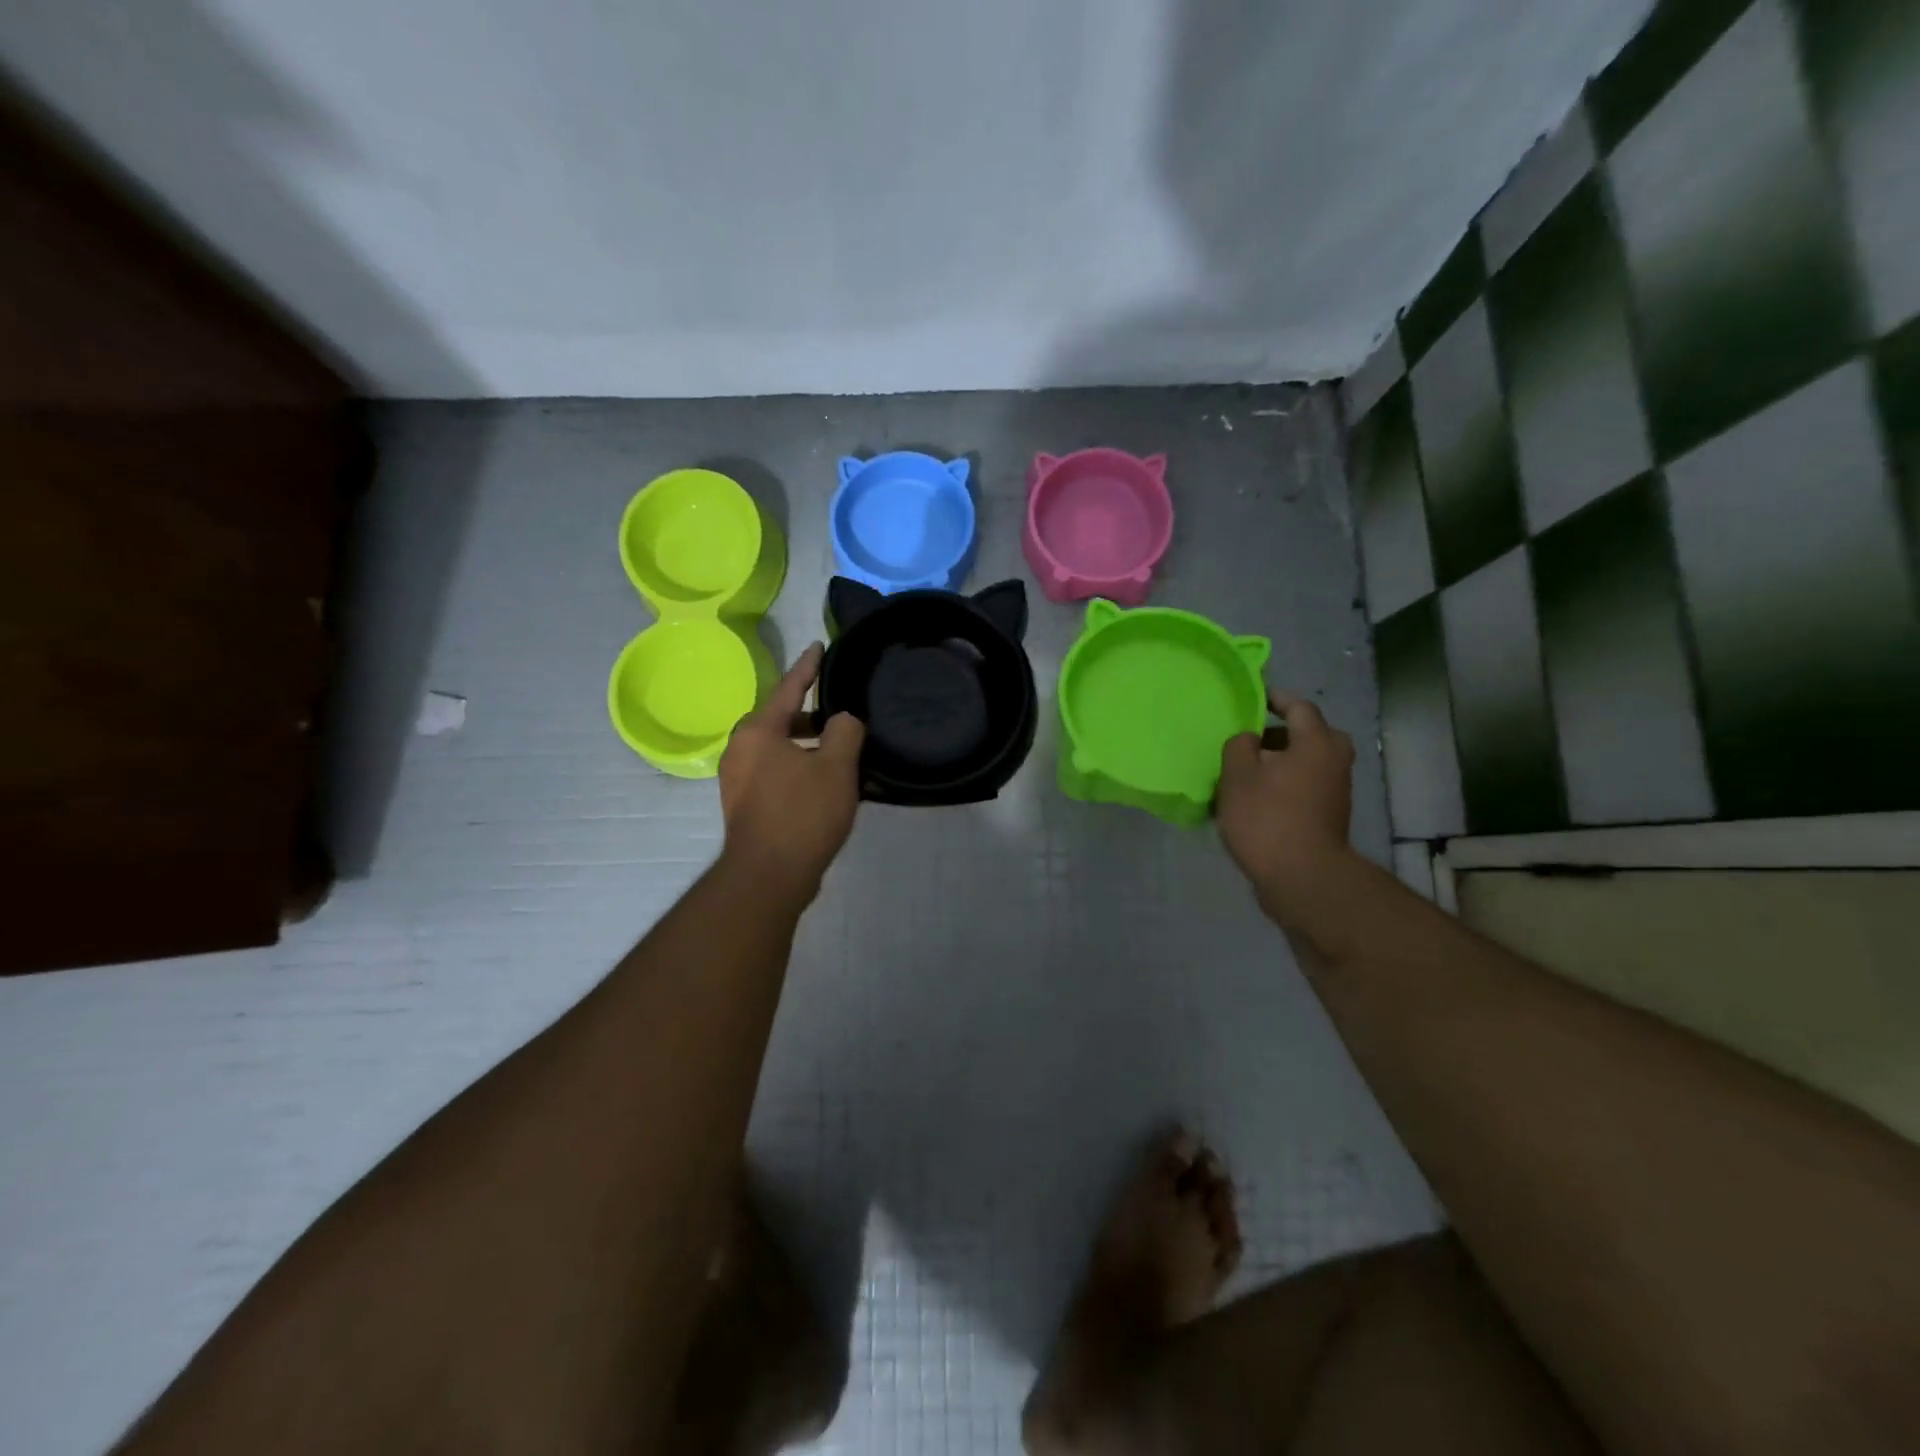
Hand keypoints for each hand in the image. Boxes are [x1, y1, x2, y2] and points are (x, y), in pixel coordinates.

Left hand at [718, 643, 865, 903]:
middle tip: (841, 709)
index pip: (789, 688)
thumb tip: (843, 720)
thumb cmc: (802, 813)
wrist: (768, 875)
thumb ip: (844, 731)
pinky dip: (799, 767)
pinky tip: (824, 782)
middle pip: (781, 719)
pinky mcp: (745, 805)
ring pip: (779, 748)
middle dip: (811, 713)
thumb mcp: (836, 767)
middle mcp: (741, 749)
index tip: (819, 646)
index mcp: (758, 731)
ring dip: (807, 745)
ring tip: (840, 749)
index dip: (808, 667)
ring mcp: (739, 779)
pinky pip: (776, 772)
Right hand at [1217, 693, 1355, 919]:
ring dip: (1279, 762)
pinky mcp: (1328, 815)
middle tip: (1248, 740)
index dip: (1273, 698)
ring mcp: (1335, 790)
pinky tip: (1255, 798)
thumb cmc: (1268, 818)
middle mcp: (1334, 760)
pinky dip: (1284, 784)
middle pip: (1308, 735)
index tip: (1251, 698)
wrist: (1302, 878)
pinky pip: (1304, 785)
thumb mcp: (1237, 776)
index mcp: (1316, 742)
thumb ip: (1239, 746)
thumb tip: (1249, 740)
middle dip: (1278, 734)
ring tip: (1244, 771)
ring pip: (1305, 762)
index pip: (1298, 706)